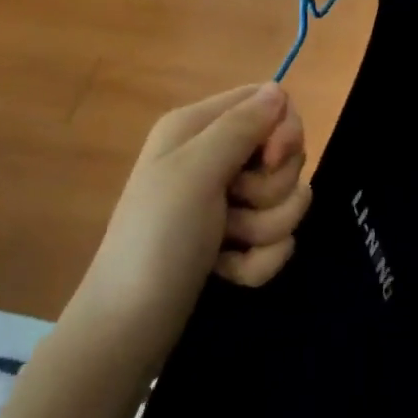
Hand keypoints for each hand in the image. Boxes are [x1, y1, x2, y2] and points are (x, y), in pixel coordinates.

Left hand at [66, 84, 312, 357]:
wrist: (129, 328)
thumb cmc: (157, 239)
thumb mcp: (194, 172)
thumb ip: (240, 126)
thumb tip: (279, 88)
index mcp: (199, 127)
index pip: (270, 101)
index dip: (285, 130)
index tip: (271, 160)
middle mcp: (216, 156)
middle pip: (286, 154)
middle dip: (271, 190)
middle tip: (233, 208)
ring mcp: (228, 200)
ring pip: (288, 199)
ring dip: (264, 230)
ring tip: (225, 246)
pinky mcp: (238, 239)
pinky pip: (279, 238)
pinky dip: (258, 260)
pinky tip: (227, 271)